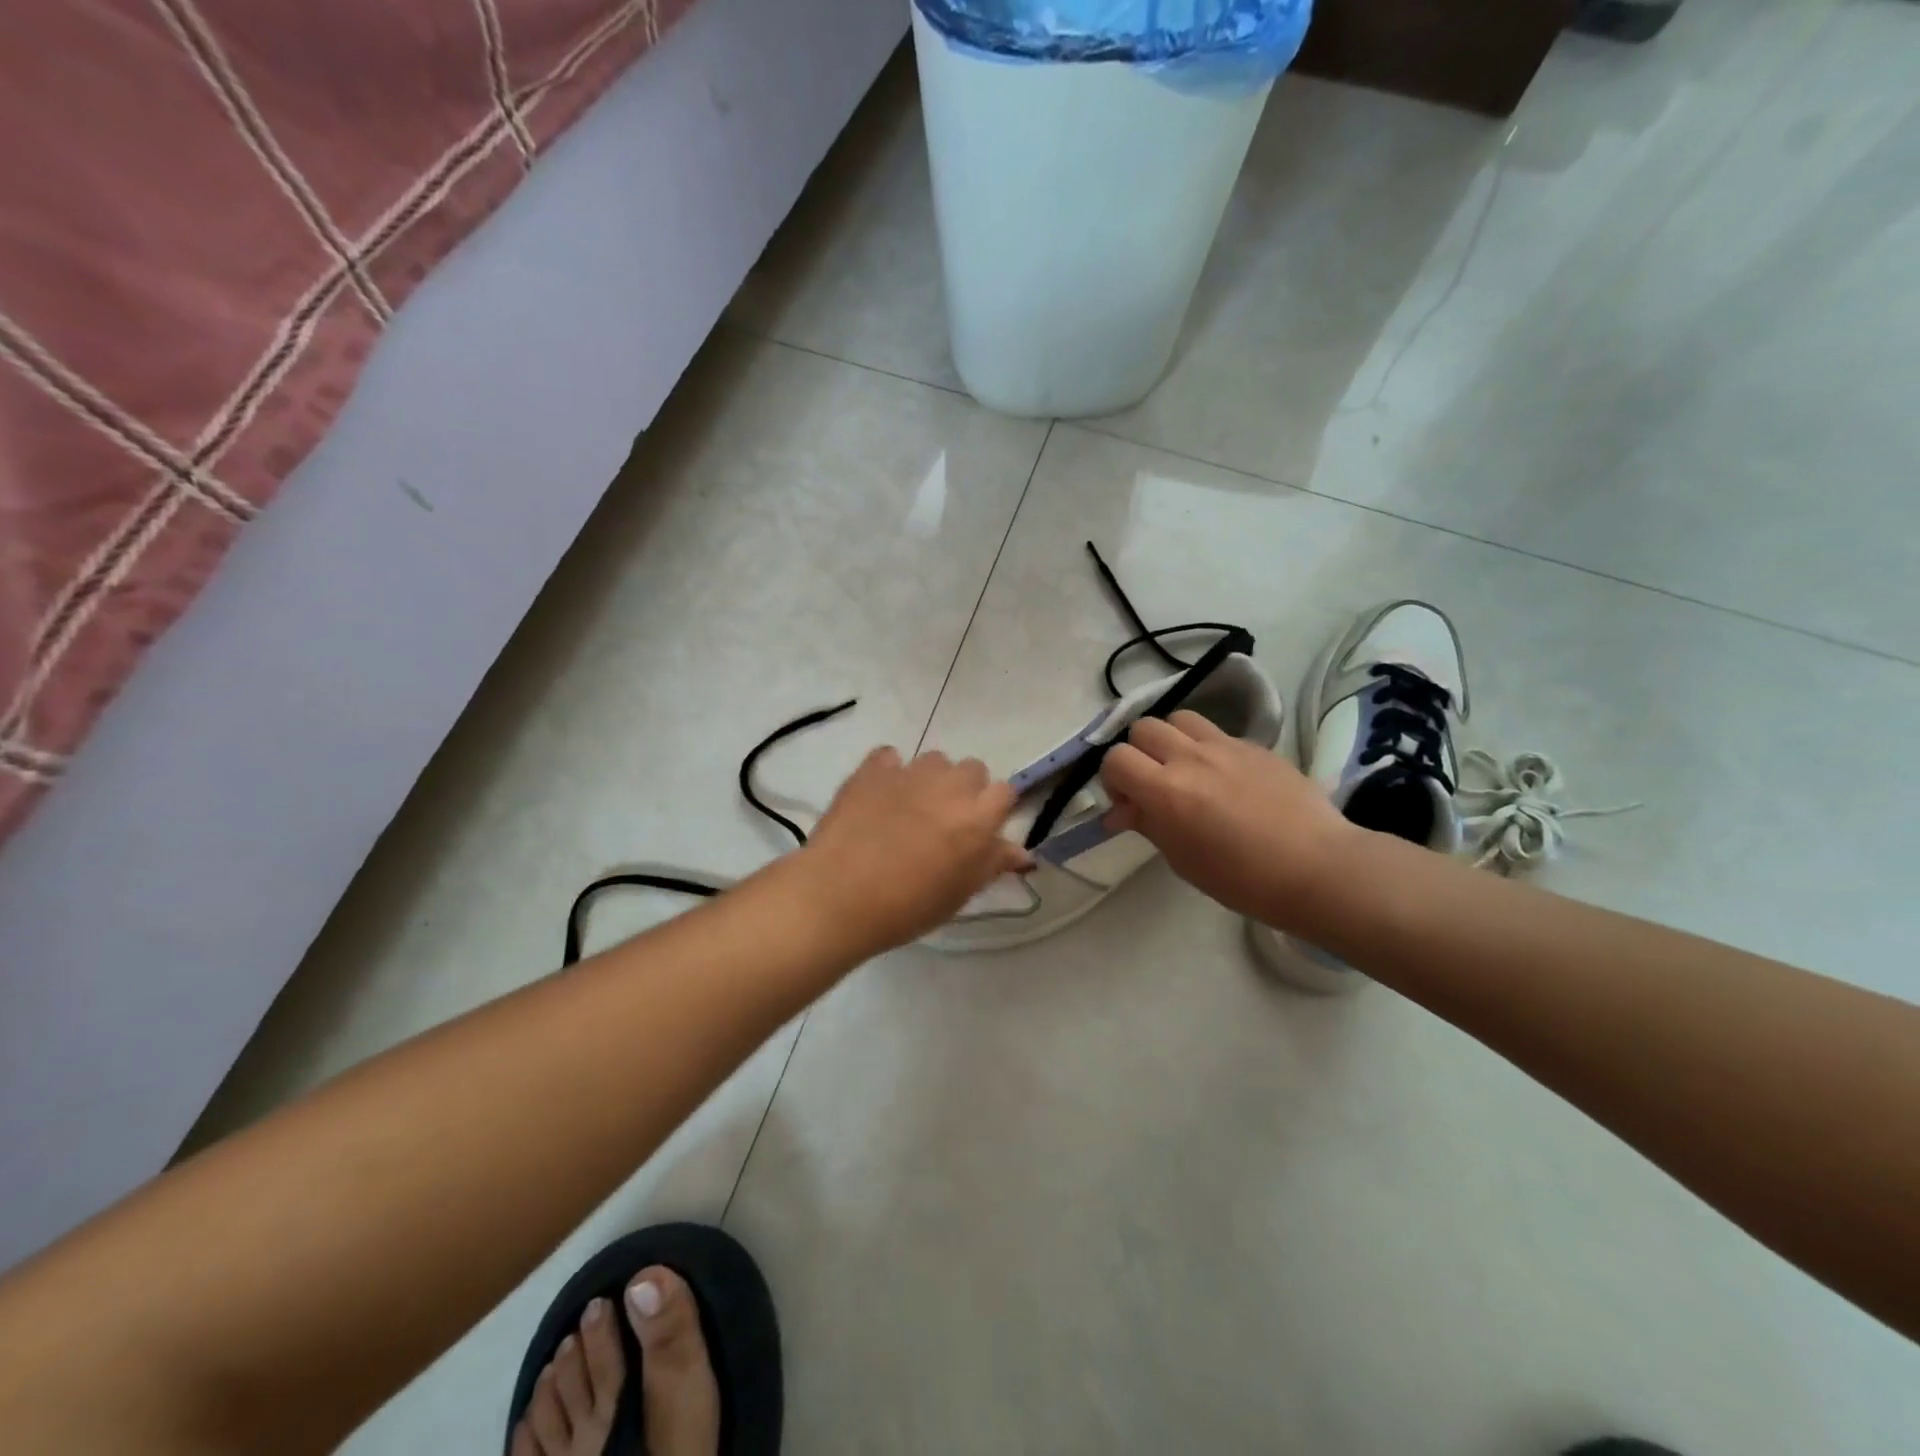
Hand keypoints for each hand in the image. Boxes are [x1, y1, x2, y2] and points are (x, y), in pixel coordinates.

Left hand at [799, 747, 1031, 956]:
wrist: (839, 895)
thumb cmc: (907, 906)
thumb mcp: (959, 893)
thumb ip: (992, 864)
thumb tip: (1022, 854)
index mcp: (978, 817)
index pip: (1005, 792)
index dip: (994, 810)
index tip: (980, 830)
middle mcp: (950, 785)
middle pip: (972, 769)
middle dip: (965, 789)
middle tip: (945, 821)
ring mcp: (909, 772)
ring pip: (934, 761)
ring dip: (930, 780)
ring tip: (910, 808)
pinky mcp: (872, 769)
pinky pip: (889, 758)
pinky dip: (889, 772)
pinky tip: (879, 796)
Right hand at [1101, 711, 1354, 928]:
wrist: (1316, 868)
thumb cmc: (1242, 879)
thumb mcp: (1182, 859)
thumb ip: (1148, 825)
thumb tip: (1121, 812)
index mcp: (1166, 790)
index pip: (1116, 759)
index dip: (1112, 778)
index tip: (1128, 803)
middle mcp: (1191, 758)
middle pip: (1143, 728)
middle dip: (1138, 753)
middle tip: (1152, 784)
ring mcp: (1226, 746)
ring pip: (1179, 718)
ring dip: (1170, 739)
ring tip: (1184, 769)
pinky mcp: (1255, 745)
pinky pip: (1216, 732)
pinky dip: (1206, 747)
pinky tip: (1223, 777)